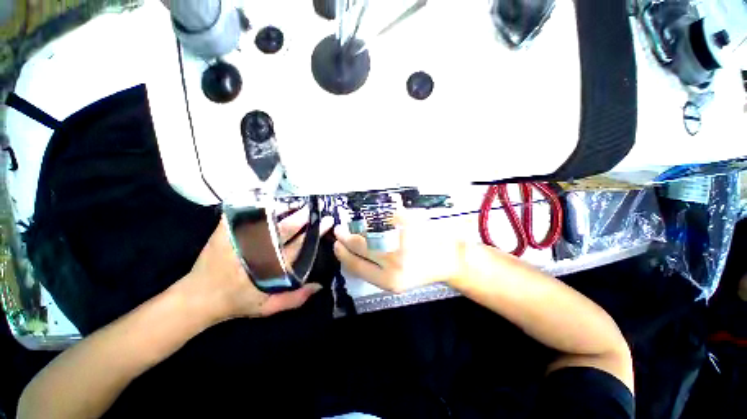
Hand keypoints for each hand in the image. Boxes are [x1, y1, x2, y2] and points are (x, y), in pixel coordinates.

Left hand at [176, 212, 331, 324]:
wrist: (198, 298)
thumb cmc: (236, 303)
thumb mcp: (267, 308)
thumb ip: (295, 299)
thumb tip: (320, 285)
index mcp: (271, 268)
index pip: (298, 245)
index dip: (314, 233)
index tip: (326, 222)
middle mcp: (258, 251)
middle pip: (285, 230)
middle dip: (302, 218)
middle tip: (313, 208)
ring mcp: (240, 240)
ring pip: (267, 221)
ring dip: (283, 211)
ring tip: (296, 203)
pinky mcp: (224, 233)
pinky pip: (240, 214)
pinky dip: (252, 205)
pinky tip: (265, 197)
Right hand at [333, 210, 464, 293]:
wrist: (450, 258)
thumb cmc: (422, 271)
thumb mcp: (396, 280)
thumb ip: (374, 269)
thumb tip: (351, 252)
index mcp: (389, 280)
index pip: (356, 265)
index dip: (342, 254)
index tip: (336, 245)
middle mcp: (393, 261)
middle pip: (359, 246)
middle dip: (345, 237)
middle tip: (339, 231)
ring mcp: (401, 240)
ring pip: (369, 231)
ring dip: (357, 227)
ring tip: (352, 225)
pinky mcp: (408, 223)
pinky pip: (384, 218)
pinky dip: (374, 217)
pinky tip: (372, 219)